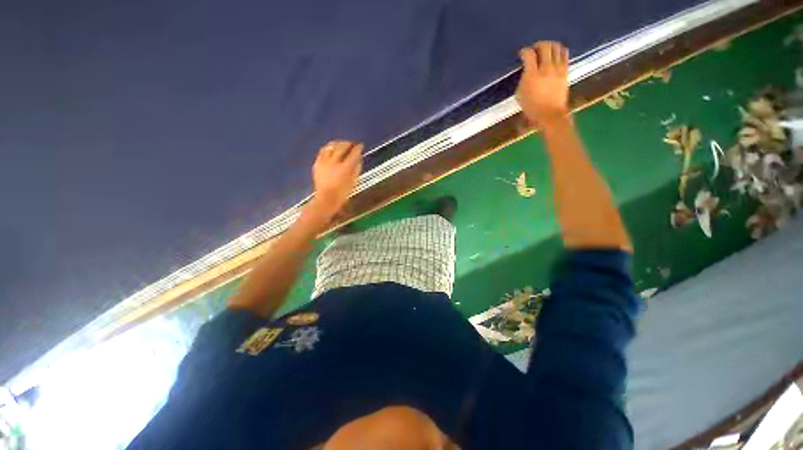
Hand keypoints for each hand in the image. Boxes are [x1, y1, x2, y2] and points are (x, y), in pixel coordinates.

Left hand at [306, 140, 362, 224]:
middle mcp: (334, 162)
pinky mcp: (317, 164)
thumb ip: (356, 169)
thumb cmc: (343, 193)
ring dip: (338, 143)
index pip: (353, 154)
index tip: (361, 145)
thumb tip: (358, 159)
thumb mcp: (353, 182)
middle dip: (348, 143)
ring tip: (342, 144)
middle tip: (352, 144)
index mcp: (345, 168)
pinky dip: (328, 148)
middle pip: (342, 147)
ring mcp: (324, 162)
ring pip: (331, 147)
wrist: (326, 199)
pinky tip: (331, 149)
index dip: (358, 148)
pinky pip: (322, 151)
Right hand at [515, 41, 569, 127]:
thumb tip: (527, 71)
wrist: (550, 114)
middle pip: (544, 46)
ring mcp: (557, 68)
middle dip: (538, 45)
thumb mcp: (520, 95)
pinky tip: (555, 55)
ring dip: (549, 45)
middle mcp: (546, 68)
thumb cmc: (531, 108)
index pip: (529, 55)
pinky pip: (564, 54)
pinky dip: (559, 50)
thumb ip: (523, 79)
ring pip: (556, 47)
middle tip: (534, 50)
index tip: (522, 53)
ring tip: (545, 50)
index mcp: (532, 75)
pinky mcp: (565, 71)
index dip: (524, 51)